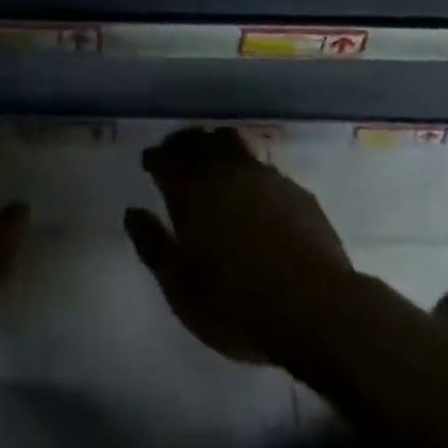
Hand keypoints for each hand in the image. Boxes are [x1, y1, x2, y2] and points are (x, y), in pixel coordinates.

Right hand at [125, 127, 353, 363]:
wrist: (314, 307)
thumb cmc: (235, 303)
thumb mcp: (179, 286)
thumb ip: (152, 244)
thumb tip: (132, 212)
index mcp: (190, 189)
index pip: (164, 157)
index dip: (155, 157)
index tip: (150, 162)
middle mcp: (223, 169)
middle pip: (197, 140)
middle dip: (183, 143)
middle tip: (177, 154)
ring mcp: (262, 175)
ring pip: (232, 142)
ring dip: (217, 145)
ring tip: (214, 159)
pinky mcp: (294, 190)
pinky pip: (264, 167)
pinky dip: (250, 170)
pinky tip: (254, 190)